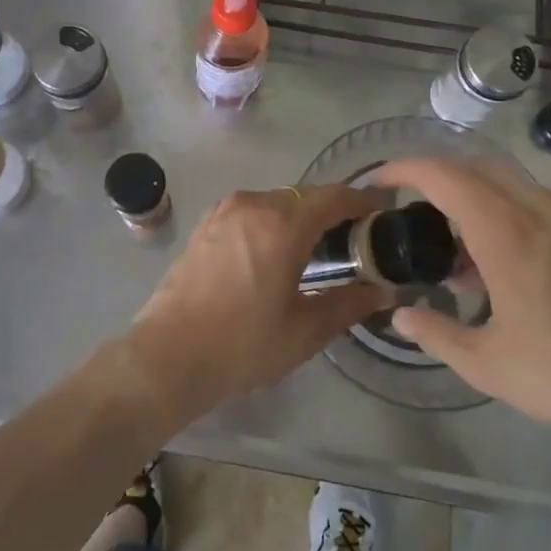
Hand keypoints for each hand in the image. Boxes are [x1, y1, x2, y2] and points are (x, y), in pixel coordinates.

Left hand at [123, 185, 387, 428]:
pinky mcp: (206, 223)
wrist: (168, 355)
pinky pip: (251, 211)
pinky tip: (277, 251)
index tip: (383, 212)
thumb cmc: (242, 345)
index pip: (334, 197)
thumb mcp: (304, 330)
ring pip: (276, 201)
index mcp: (283, 224)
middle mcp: (254, 204)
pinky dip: (272, 221)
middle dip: (333, 211)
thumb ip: (348, 304)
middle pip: (305, 196)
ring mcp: (225, 211)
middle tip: (355, 239)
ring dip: (300, 216)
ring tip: (318, 248)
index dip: (362, 201)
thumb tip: (382, 292)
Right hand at [376, 159, 550, 459]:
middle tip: (412, 209)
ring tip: (459, 247)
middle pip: (475, 168)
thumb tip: (400, 317)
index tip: (380, 180)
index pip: (444, 175)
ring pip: (508, 182)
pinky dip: (506, 210)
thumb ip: (436, 335)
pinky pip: (536, 201)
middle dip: (436, 177)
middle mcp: (537, 210)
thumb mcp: (488, 365)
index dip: (405, 168)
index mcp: (505, 233)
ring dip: (474, 196)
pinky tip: (506, 260)